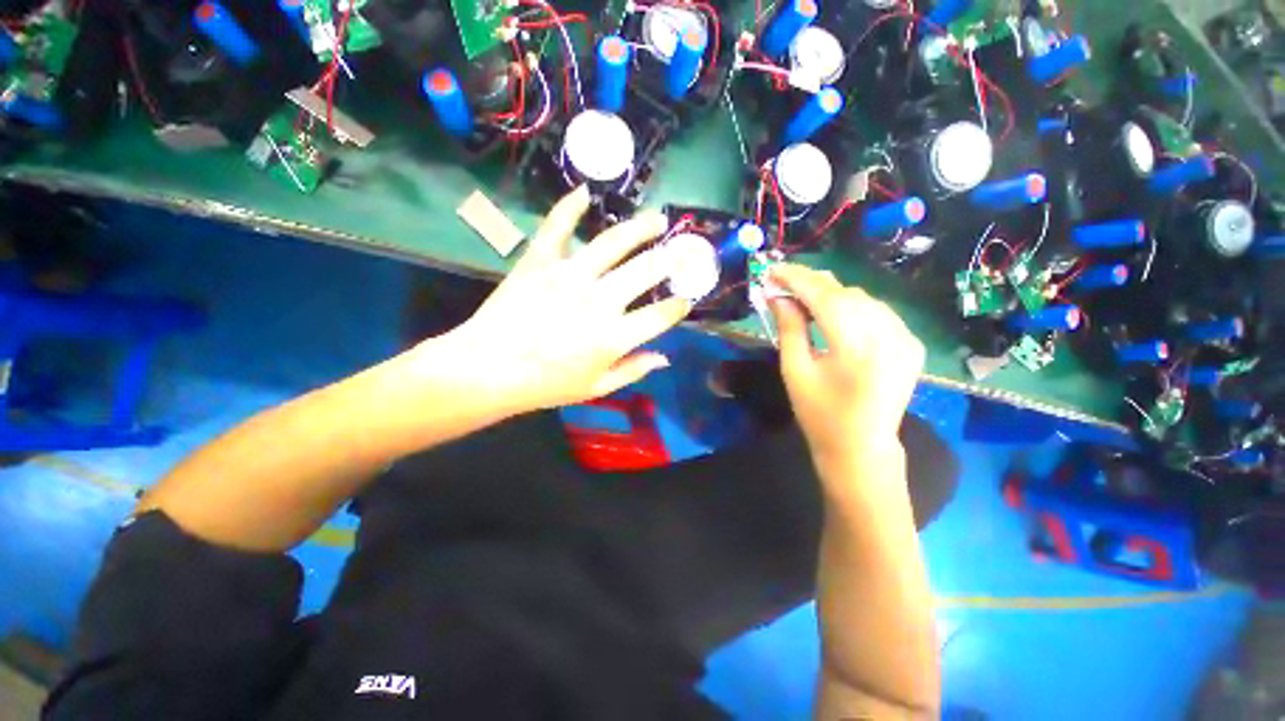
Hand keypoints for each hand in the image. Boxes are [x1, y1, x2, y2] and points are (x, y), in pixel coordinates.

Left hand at [408, 187, 690, 416]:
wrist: (488, 370)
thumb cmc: (546, 385)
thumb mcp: (596, 388)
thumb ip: (633, 370)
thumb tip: (665, 358)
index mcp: (615, 335)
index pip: (661, 315)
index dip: (679, 306)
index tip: (686, 300)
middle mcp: (600, 300)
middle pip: (646, 271)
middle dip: (671, 260)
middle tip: (682, 251)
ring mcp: (569, 275)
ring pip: (613, 242)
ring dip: (640, 228)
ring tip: (656, 219)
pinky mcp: (540, 261)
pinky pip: (556, 227)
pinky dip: (569, 207)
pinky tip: (585, 192)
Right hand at [769, 264, 923, 466]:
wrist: (861, 446)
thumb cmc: (819, 413)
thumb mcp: (795, 370)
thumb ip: (789, 327)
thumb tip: (778, 295)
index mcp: (856, 347)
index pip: (825, 296)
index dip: (797, 279)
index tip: (773, 270)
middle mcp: (889, 336)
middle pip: (846, 293)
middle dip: (812, 283)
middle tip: (783, 282)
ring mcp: (906, 339)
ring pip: (863, 298)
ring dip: (831, 293)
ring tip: (803, 297)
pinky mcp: (912, 344)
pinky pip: (877, 312)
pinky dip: (852, 305)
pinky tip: (833, 312)